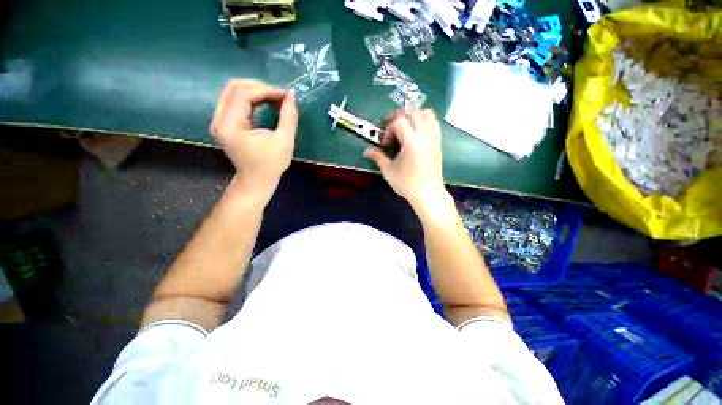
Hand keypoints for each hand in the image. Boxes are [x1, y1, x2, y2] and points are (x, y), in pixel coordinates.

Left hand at [210, 79, 297, 194]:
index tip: (285, 96)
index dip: (266, 90)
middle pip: (235, 87)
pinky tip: (265, 103)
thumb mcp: (285, 142)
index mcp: (230, 126)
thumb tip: (292, 95)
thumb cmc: (272, 164)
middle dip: (261, 88)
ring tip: (275, 99)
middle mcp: (219, 119)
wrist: (257, 179)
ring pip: (233, 91)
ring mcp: (218, 120)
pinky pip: (234, 100)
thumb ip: (289, 117)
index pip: (243, 93)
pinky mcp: (223, 122)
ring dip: (256, 91)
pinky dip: (251, 98)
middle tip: (280, 97)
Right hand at [364, 109, 446, 207]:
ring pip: (426, 113)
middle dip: (398, 117)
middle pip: (413, 113)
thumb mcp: (388, 170)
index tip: (386, 143)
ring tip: (404, 126)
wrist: (427, 193)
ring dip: (413, 115)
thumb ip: (378, 157)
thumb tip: (365, 151)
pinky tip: (415, 132)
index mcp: (412, 142)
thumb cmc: (407, 183)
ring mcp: (434, 138)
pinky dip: (423, 120)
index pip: (400, 121)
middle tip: (390, 128)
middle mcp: (425, 135)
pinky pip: (433, 122)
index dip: (389, 128)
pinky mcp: (438, 142)